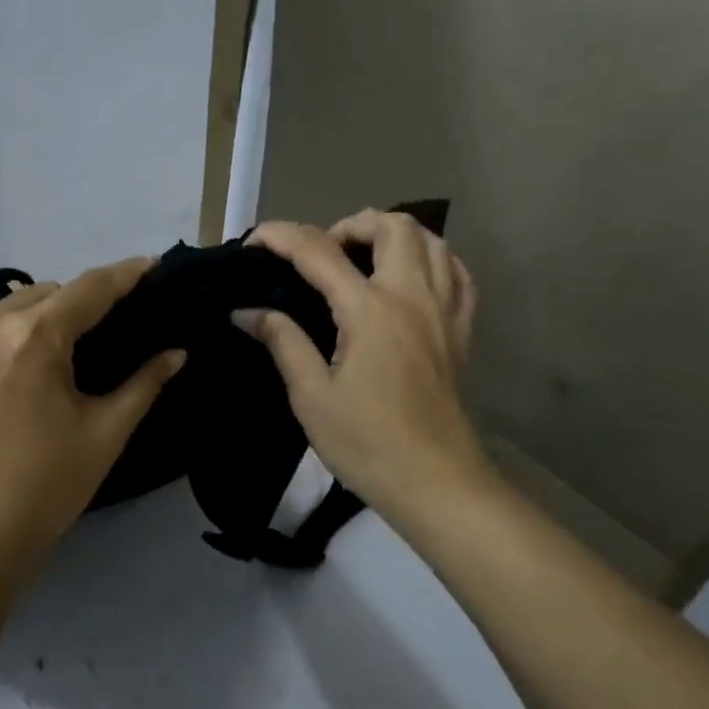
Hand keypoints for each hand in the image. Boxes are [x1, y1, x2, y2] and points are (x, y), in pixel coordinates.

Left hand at [0, 257, 185, 584]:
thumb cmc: (43, 490)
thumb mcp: (104, 435)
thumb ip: (144, 384)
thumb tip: (175, 352)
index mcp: (34, 337)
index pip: (89, 289)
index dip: (123, 274)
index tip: (147, 265)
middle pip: (38, 296)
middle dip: (69, 307)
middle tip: (88, 339)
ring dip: (21, 329)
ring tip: (34, 367)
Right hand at [234, 210, 492, 531]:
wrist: (436, 483)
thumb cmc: (367, 444)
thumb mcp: (311, 396)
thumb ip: (282, 342)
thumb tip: (246, 311)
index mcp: (370, 311)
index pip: (319, 251)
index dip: (281, 237)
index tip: (253, 242)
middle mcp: (413, 297)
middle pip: (391, 225)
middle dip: (348, 225)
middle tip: (321, 256)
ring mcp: (444, 311)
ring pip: (431, 240)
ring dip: (391, 236)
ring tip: (361, 262)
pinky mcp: (462, 331)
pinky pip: (456, 273)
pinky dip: (432, 260)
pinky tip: (409, 279)